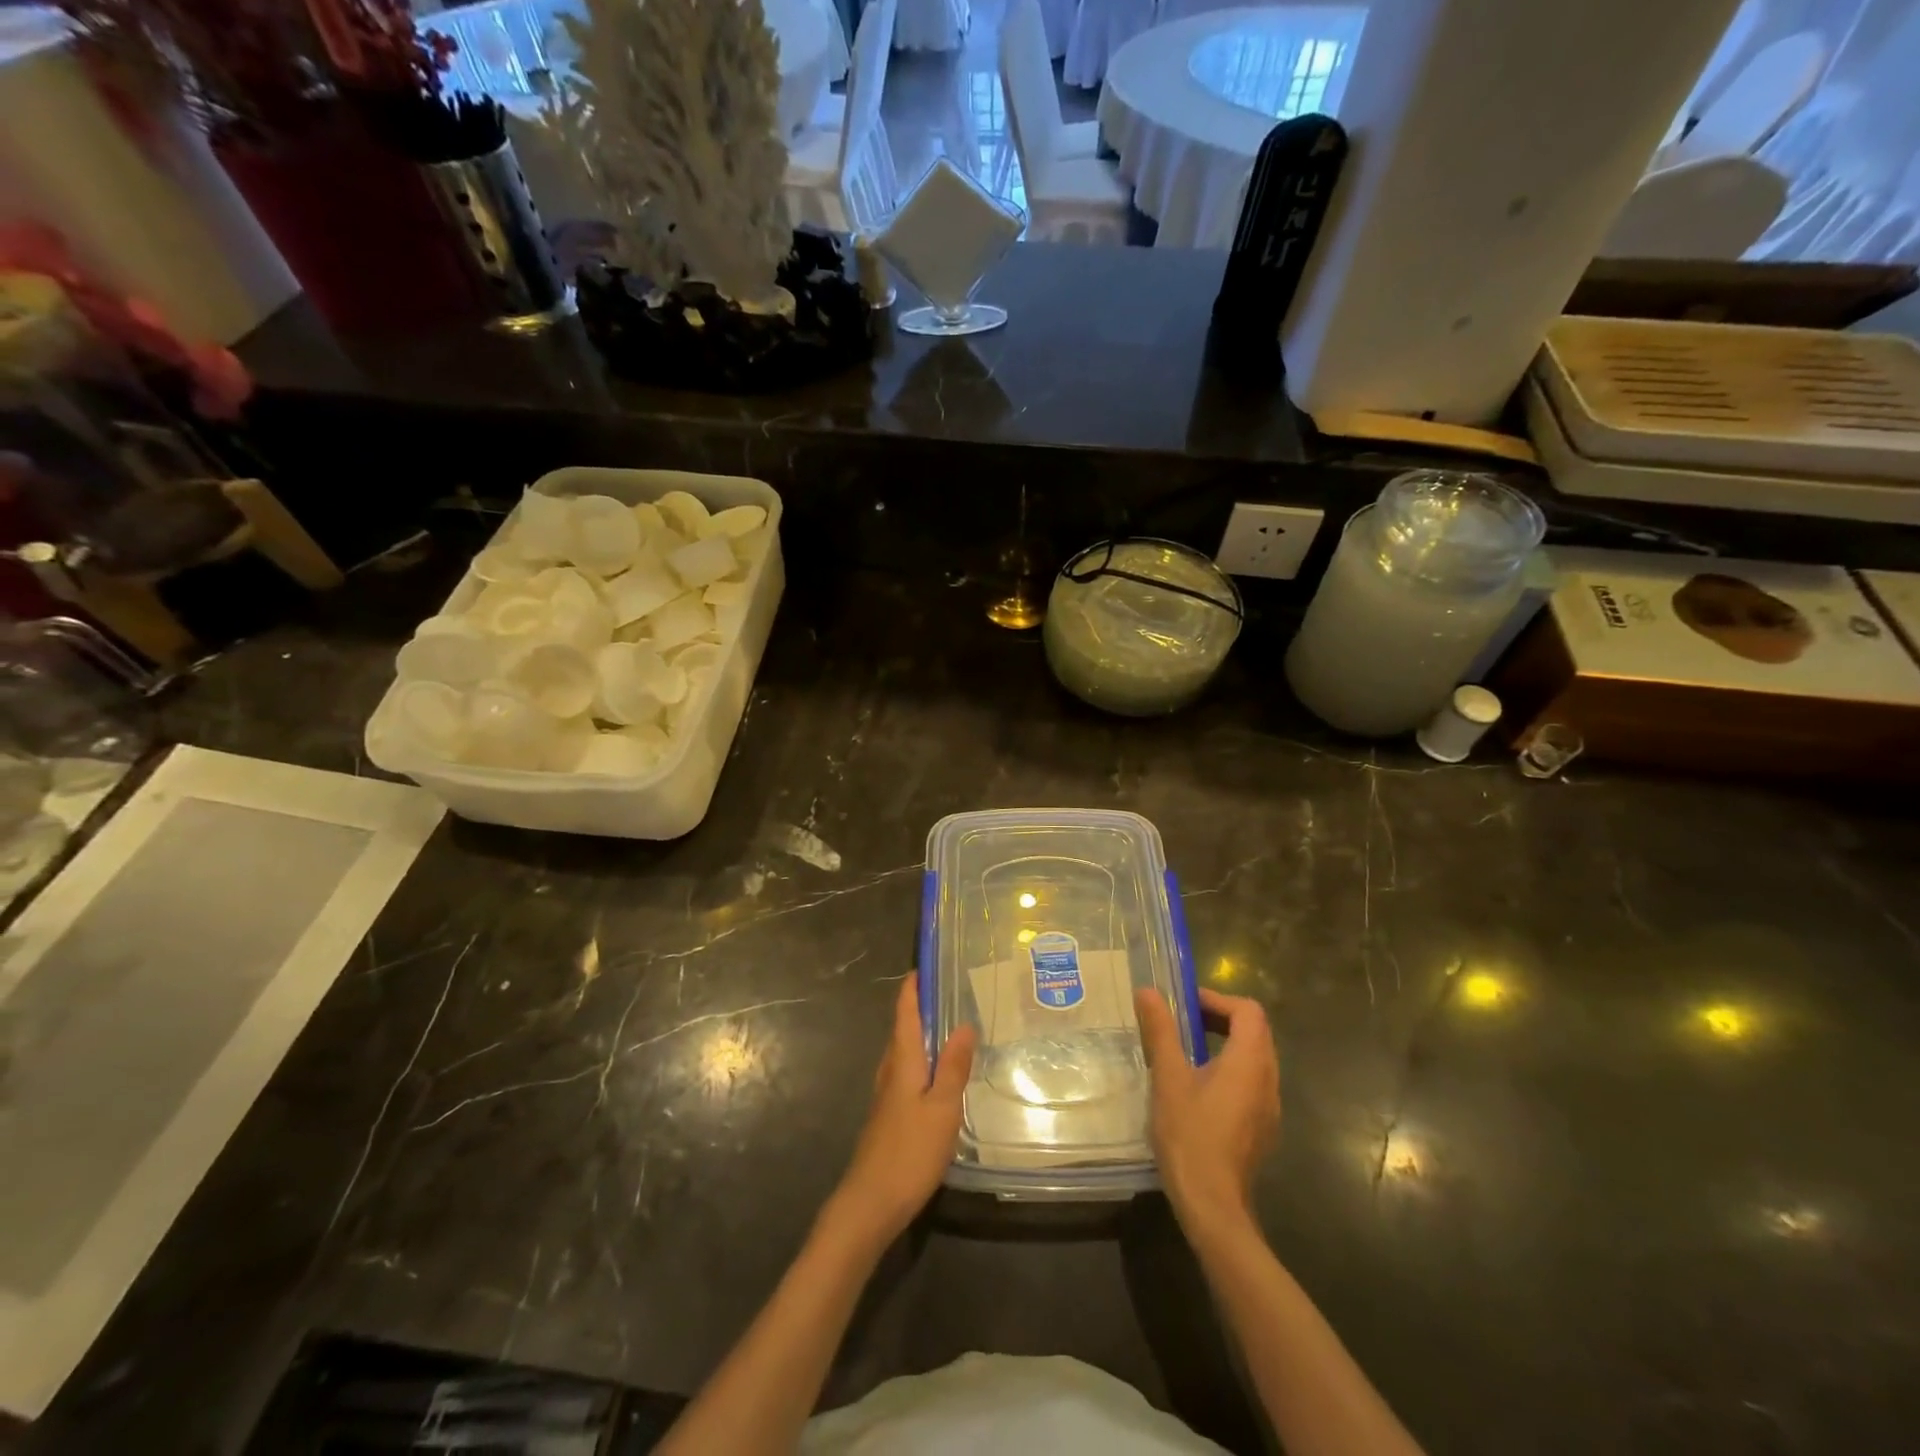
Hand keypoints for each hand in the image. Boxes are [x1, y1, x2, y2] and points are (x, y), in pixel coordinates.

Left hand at [828, 976, 975, 1249]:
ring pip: (903, 1053)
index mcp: (902, 1061)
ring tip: (945, 1026)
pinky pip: (905, 1073)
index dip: (912, 988)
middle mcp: (890, 1071)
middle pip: (902, 1030)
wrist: (870, 1203)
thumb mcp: (942, 1108)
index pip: (905, 1013)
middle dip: (918, 1007)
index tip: (923, 966)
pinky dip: (920, 1060)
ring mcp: (886, 1096)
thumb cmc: (909, 1151)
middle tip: (945, 991)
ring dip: (919, 1034)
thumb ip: (953, 1067)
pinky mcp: (889, 1116)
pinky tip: (936, 1074)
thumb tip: (964, 1024)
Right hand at [1136, 986, 1278, 1235]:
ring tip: (1187, 1049)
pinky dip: (1230, 1069)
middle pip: (1255, 1032)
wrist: (1212, 1205)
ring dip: (1226, 1043)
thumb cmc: (1190, 1135)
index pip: (1248, 1011)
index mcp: (1250, 1062)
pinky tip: (1200, 1086)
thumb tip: (1147, 991)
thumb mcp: (1168, 1077)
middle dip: (1221, 1018)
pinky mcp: (1263, 1128)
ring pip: (1255, 1058)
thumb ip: (1161, 1031)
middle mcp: (1269, 1080)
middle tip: (1183, 1022)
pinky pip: (1252, 1082)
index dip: (1218, 999)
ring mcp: (1269, 1107)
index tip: (1186, 1005)